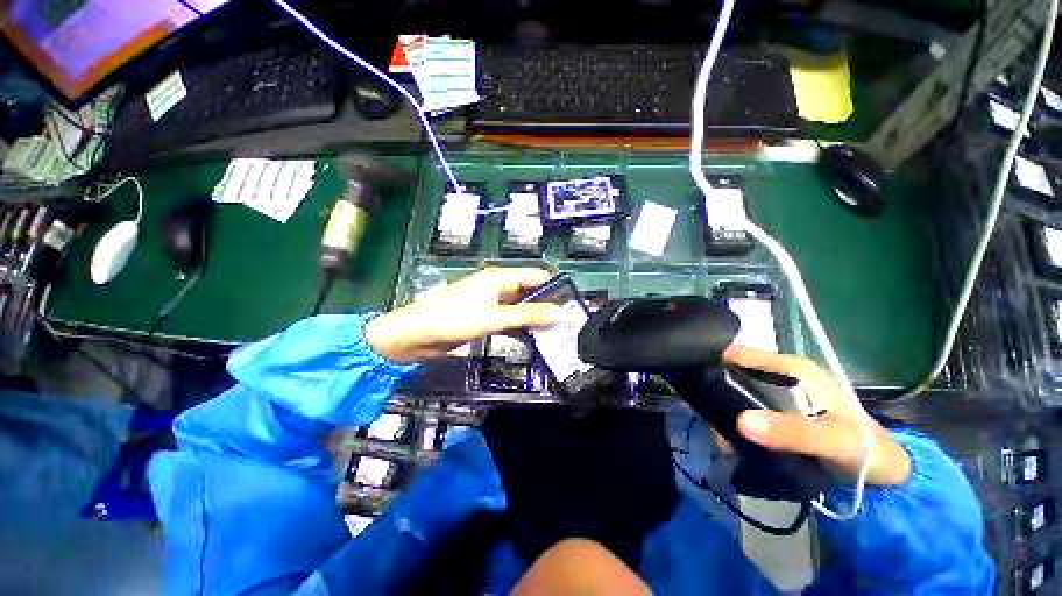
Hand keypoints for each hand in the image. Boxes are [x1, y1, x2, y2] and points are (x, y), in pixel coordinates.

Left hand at [365, 267, 559, 362]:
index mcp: (500, 278)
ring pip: (521, 307)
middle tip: (567, 322)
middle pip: (530, 291)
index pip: (536, 276)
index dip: (554, 286)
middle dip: (547, 304)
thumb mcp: (493, 317)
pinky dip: (522, 327)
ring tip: (556, 332)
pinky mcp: (485, 318)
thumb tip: (557, 312)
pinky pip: (510, 320)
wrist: (414, 336)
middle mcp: (498, 287)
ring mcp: (492, 304)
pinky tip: (534, 338)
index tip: (572, 302)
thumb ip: (526, 315)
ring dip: (535, 317)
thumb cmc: (451, 319)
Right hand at [722, 346, 911, 486]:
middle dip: (714, 397)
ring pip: (732, 398)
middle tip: (709, 424)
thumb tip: (740, 422)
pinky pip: (741, 415)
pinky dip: (732, 428)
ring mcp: (773, 397)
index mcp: (791, 368)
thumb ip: (791, 432)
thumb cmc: (865, 448)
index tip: (694, 385)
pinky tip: (730, 445)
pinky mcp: (773, 415)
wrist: (884, 476)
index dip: (713, 364)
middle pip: (730, 377)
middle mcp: (777, 377)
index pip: (739, 354)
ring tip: (721, 443)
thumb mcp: (834, 441)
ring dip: (722, 417)